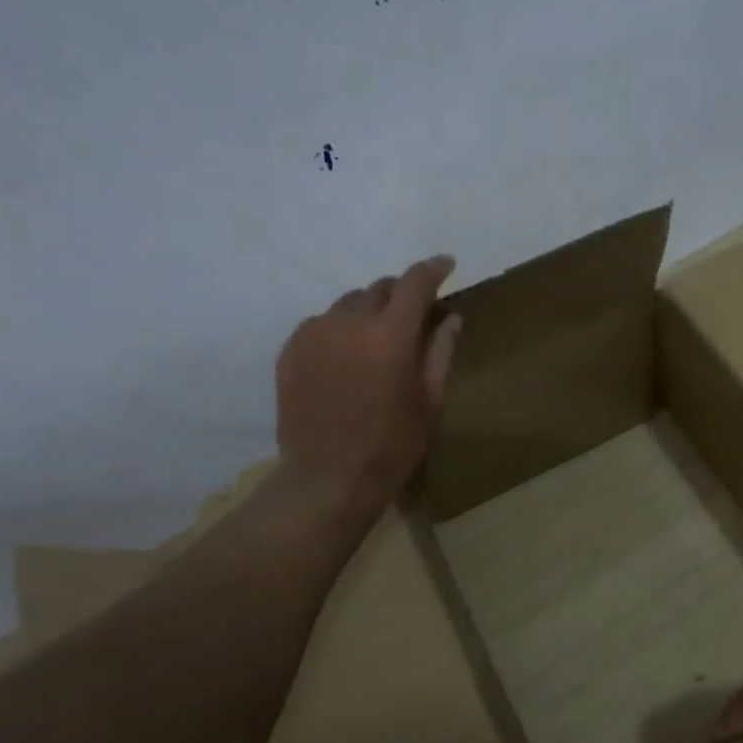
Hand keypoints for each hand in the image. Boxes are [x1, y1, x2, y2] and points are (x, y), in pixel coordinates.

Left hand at [274, 255, 463, 511]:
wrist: (328, 478)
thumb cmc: (392, 445)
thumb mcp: (430, 401)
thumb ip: (441, 351)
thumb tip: (451, 316)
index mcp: (389, 336)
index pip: (414, 284)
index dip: (433, 270)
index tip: (446, 265)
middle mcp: (348, 323)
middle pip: (378, 289)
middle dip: (400, 295)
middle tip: (414, 316)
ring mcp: (313, 334)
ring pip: (348, 304)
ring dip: (369, 312)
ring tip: (377, 340)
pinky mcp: (290, 350)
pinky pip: (322, 323)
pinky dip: (341, 328)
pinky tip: (348, 356)